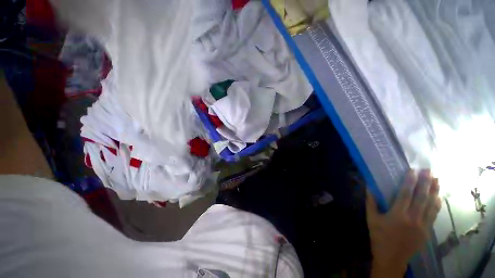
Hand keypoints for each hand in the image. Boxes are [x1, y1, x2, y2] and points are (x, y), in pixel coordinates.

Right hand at [367, 169, 441, 277]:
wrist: (391, 257)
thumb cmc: (379, 236)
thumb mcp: (371, 219)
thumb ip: (371, 202)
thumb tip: (369, 187)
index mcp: (397, 215)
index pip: (406, 194)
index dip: (410, 182)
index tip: (413, 171)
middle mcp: (413, 218)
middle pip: (422, 198)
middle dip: (426, 183)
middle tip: (429, 171)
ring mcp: (422, 225)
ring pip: (431, 205)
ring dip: (434, 192)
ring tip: (437, 180)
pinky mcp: (427, 231)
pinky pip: (433, 215)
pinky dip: (436, 204)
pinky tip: (438, 198)